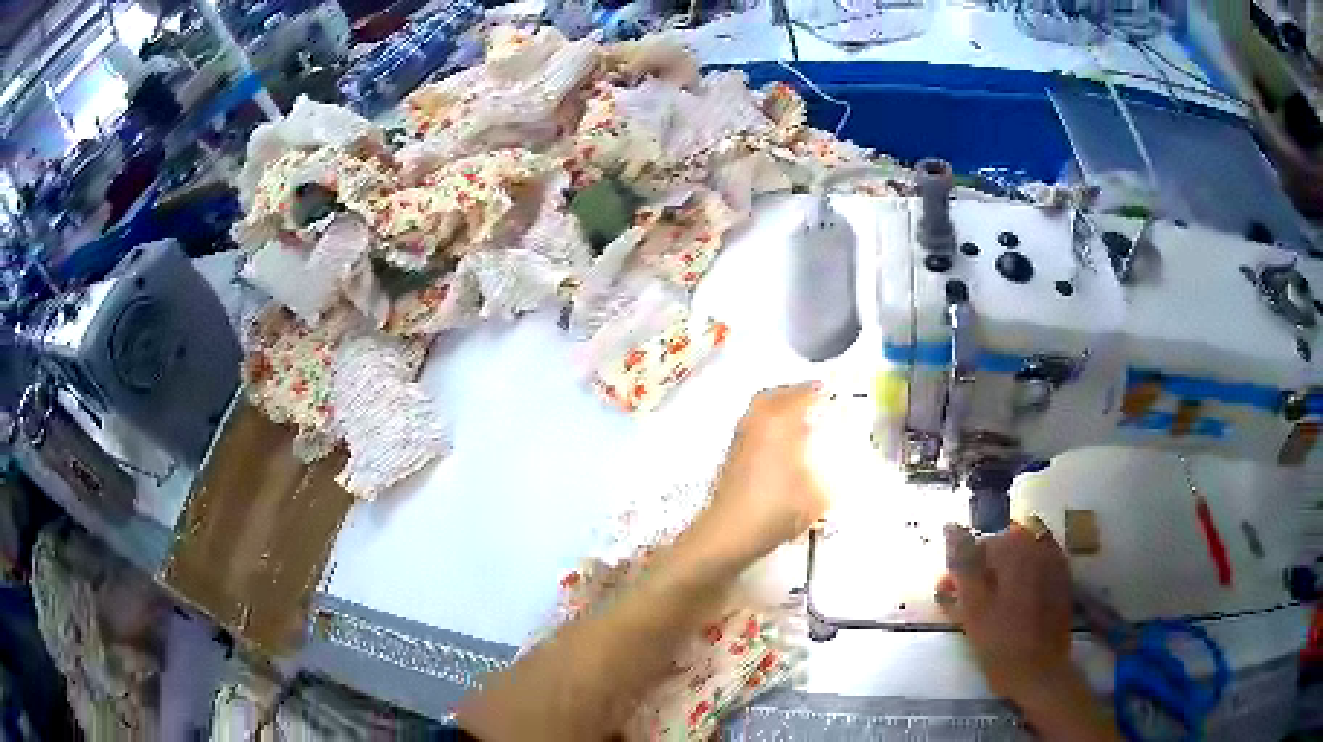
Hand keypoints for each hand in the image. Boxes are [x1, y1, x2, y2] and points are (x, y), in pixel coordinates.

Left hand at [694, 383, 829, 567]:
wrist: (729, 533)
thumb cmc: (775, 511)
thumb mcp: (818, 495)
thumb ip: (832, 474)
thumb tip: (838, 461)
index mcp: (779, 423)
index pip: (801, 395)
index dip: (818, 391)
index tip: (831, 392)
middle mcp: (757, 423)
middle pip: (775, 395)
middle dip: (795, 394)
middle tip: (813, 400)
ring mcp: (740, 438)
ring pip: (759, 409)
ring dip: (778, 407)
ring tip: (799, 419)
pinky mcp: (731, 455)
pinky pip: (752, 425)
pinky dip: (767, 423)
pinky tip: (780, 442)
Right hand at [936, 519, 1074, 703]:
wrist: (1038, 672)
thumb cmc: (1000, 643)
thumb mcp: (973, 606)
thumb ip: (963, 563)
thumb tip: (951, 525)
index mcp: (1015, 550)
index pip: (980, 545)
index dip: (962, 569)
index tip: (950, 594)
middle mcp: (1038, 546)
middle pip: (1003, 544)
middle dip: (984, 567)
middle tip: (968, 599)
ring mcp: (1054, 561)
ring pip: (1022, 552)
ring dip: (1004, 568)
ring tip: (993, 599)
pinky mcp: (1062, 579)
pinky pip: (1040, 561)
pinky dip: (1025, 571)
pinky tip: (1016, 596)